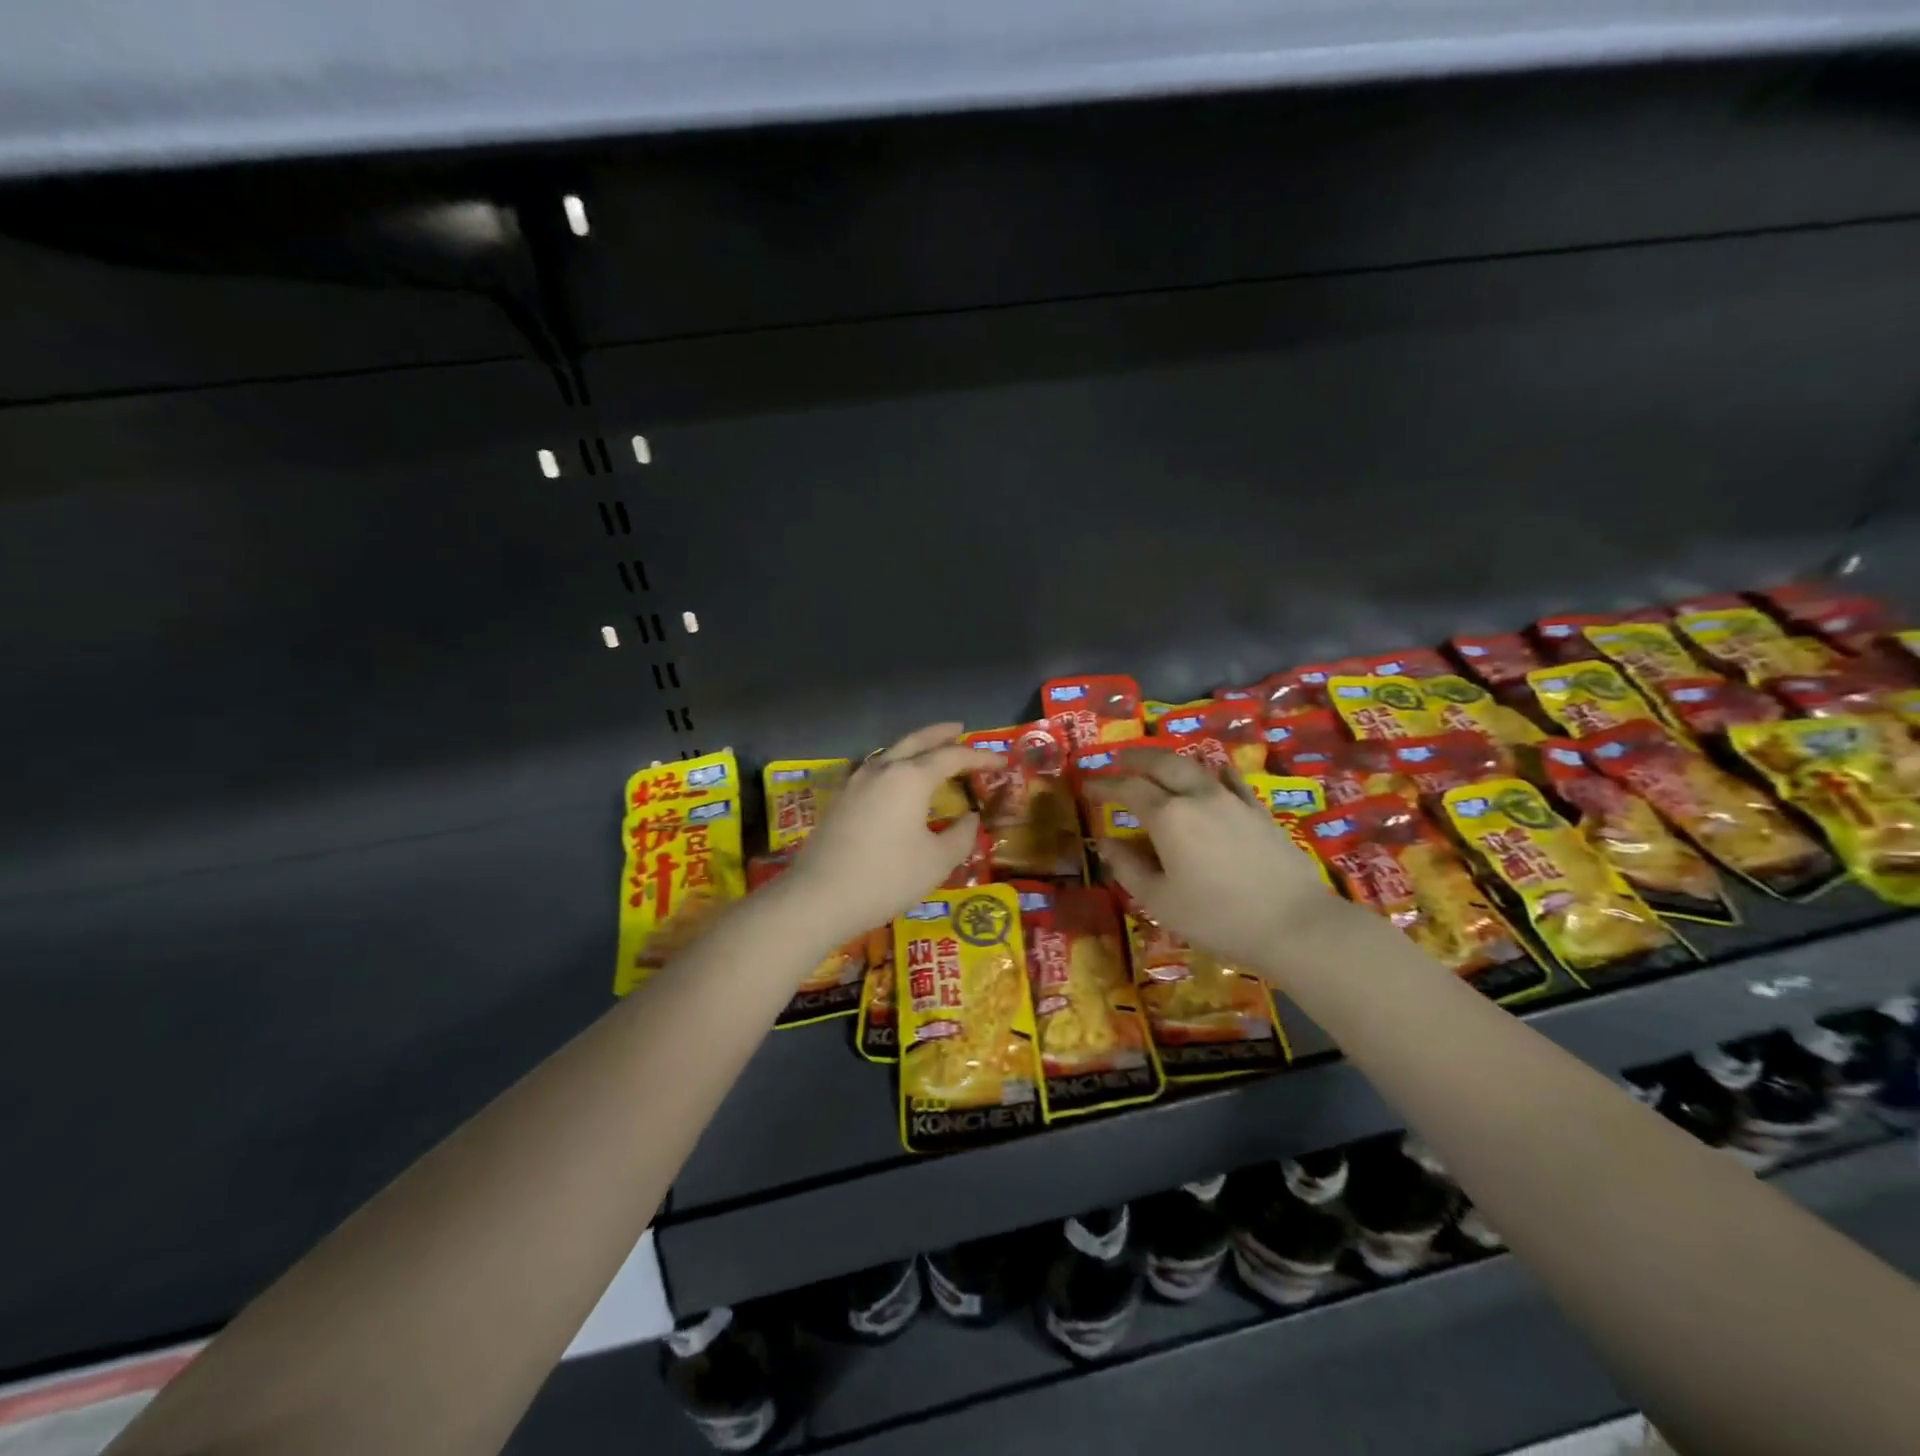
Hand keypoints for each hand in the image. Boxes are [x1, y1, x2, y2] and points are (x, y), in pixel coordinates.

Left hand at [788, 723, 999, 941]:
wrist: (819, 896)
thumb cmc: (887, 877)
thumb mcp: (937, 861)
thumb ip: (961, 836)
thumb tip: (970, 818)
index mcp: (910, 777)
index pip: (952, 757)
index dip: (980, 758)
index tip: (1001, 762)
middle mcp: (882, 769)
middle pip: (916, 741)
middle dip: (940, 734)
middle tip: (959, 729)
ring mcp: (856, 782)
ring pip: (890, 752)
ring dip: (913, 747)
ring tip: (928, 751)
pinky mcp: (840, 799)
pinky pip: (872, 769)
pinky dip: (891, 764)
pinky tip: (891, 778)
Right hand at [1091, 747, 1354, 973]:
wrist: (1293, 923)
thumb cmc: (1216, 917)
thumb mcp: (1159, 900)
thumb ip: (1128, 867)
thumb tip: (1105, 842)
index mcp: (1168, 816)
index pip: (1127, 789)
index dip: (1104, 785)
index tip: (1087, 786)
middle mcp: (1198, 796)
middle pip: (1162, 763)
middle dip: (1136, 758)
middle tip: (1118, 760)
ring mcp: (1232, 800)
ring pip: (1195, 767)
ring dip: (1170, 762)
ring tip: (1157, 766)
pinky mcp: (1259, 811)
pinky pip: (1231, 781)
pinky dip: (1213, 773)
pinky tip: (1213, 775)